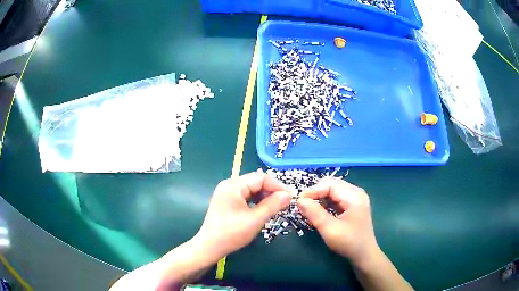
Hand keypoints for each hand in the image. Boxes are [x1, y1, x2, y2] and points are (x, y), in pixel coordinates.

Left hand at [194, 171, 290, 259]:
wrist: (209, 247)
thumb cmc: (232, 234)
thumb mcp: (256, 219)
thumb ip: (273, 205)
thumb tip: (288, 195)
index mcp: (233, 185)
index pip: (261, 178)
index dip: (277, 186)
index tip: (289, 198)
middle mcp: (228, 185)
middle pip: (255, 182)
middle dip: (271, 191)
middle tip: (284, 204)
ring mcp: (226, 192)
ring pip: (251, 189)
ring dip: (264, 196)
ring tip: (275, 207)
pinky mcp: (226, 201)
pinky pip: (244, 196)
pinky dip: (255, 201)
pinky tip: (262, 209)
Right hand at [298, 178, 379, 265]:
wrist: (364, 255)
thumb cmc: (349, 243)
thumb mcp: (331, 230)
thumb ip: (315, 214)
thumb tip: (300, 200)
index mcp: (354, 196)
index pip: (330, 185)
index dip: (313, 191)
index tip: (298, 202)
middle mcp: (356, 193)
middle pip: (332, 184)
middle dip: (316, 192)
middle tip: (302, 205)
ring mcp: (355, 198)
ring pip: (333, 190)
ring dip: (320, 197)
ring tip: (308, 208)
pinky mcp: (352, 205)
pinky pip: (336, 197)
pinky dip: (325, 202)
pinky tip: (319, 211)